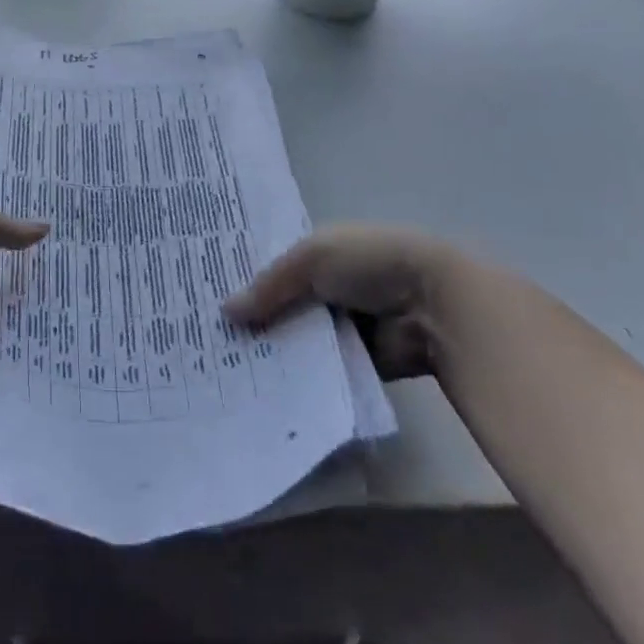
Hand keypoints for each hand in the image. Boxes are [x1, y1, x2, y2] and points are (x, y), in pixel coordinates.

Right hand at [223, 224, 476, 378]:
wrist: (435, 305)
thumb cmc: (371, 263)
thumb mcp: (311, 258)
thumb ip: (269, 285)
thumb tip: (225, 312)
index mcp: (321, 254)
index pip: (275, 267)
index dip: (246, 279)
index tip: (207, 296)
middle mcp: (329, 288)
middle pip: (283, 306)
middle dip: (254, 321)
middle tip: (209, 339)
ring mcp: (344, 327)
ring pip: (299, 341)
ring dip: (274, 352)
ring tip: (226, 368)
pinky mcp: (357, 363)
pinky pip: (321, 371)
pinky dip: (300, 378)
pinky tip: (263, 390)